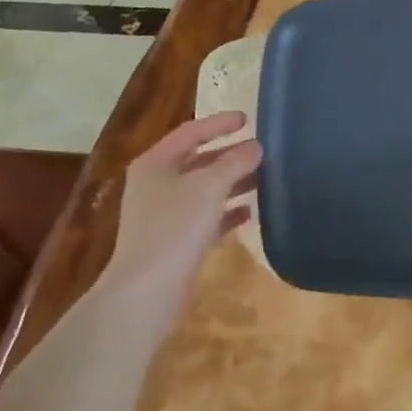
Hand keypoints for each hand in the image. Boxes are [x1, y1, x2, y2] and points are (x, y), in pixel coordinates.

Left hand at [103, 112, 260, 302]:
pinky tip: (251, 212)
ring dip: (233, 182)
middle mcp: (156, 185)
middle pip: (198, 161)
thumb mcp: (209, 187)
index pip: (191, 132)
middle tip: (262, 150)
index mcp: (155, 164)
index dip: (219, 123)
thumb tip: (255, 146)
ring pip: (204, 190)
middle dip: (230, 155)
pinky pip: (207, 218)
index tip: (248, 118)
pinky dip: (227, 212)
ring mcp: (165, 215)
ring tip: (265, 178)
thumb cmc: (174, 228)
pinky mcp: (176, 241)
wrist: (147, 292)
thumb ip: (235, 162)